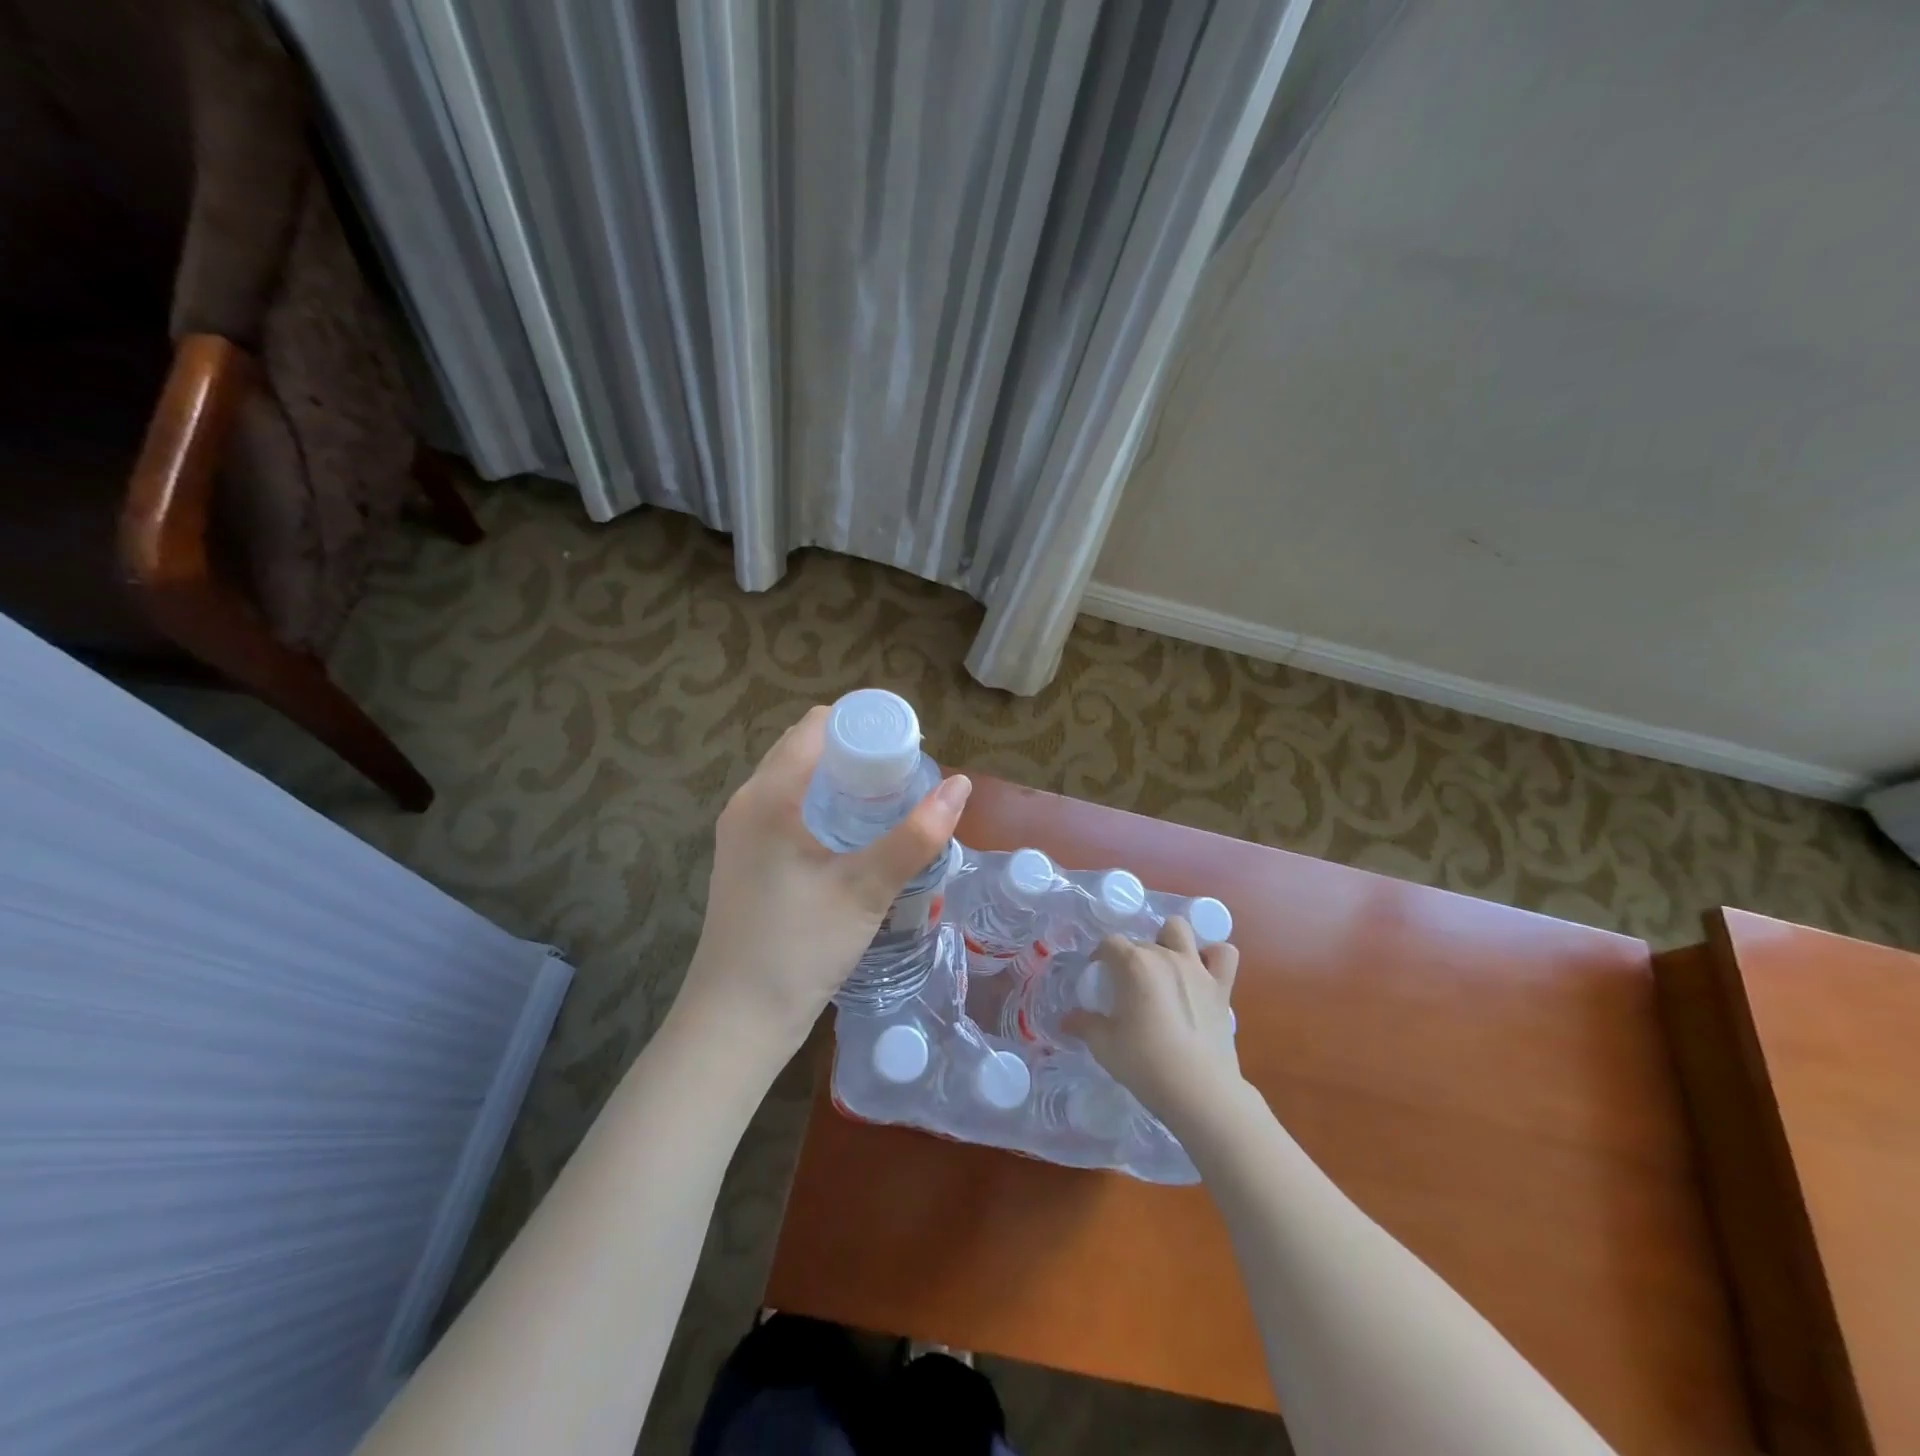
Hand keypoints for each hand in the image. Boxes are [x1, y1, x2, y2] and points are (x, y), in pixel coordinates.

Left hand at [676, 705, 971, 1059]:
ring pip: (796, 781)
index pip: (817, 726)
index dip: (864, 725)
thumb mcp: (865, 889)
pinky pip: (786, 809)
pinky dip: (822, 806)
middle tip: (904, 776)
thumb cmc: (799, 947)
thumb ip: (915, 836)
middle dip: (857, 752)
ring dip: (840, 781)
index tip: (907, 746)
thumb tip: (961, 786)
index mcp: (768, 795)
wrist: (736, 1020)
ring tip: (887, 802)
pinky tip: (853, 835)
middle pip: (806, 750)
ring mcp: (741, 833)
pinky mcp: (745, 859)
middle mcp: (747, 802)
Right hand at [1066, 917, 1242, 1130]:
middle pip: (1141, 941)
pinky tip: (1203, 971)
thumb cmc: (1145, 1063)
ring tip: (1164, 966)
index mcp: (1133, 964)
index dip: (1100, 957)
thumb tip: (1066, 1019)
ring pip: (1180, 930)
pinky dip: (1213, 956)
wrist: (1199, 1091)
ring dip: (1170, 940)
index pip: (1109, 943)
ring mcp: (1196, 968)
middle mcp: (1164, 956)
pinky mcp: (1221, 986)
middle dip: (1130, 958)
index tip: (1098, 979)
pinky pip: (1224, 954)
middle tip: (1127, 988)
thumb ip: (1084, 1025)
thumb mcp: (1104, 1045)